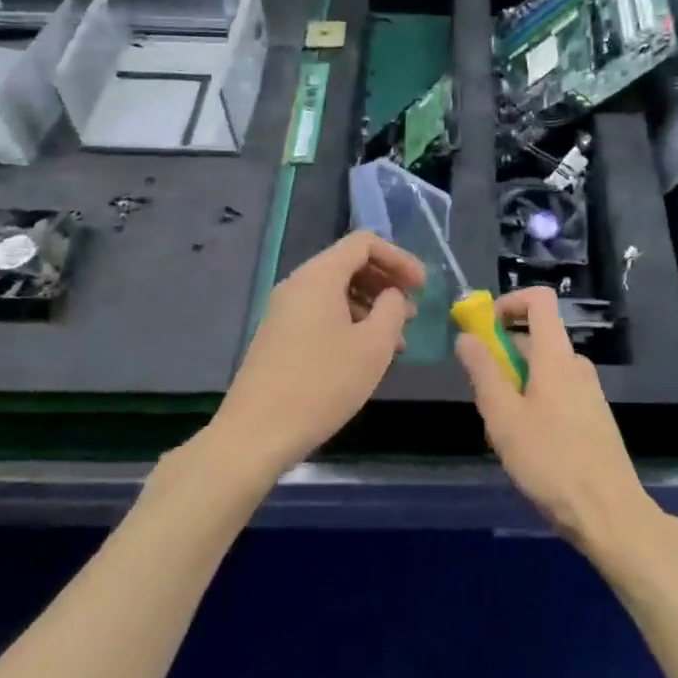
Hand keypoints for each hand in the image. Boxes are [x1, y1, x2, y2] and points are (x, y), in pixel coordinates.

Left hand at [210, 231, 423, 476]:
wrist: (255, 434)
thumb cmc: (322, 385)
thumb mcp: (373, 346)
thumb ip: (392, 309)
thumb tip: (393, 296)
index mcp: (319, 276)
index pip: (364, 243)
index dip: (399, 258)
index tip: (422, 287)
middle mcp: (298, 284)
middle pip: (349, 264)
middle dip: (386, 282)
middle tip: (412, 312)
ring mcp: (284, 311)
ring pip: (336, 291)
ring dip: (370, 306)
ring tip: (395, 340)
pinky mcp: (278, 336)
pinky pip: (321, 313)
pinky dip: (349, 321)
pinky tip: (365, 355)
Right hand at [457, 286, 662, 559]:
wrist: (610, 514)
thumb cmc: (551, 461)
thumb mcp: (504, 418)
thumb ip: (483, 372)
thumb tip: (467, 336)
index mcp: (556, 356)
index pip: (539, 300)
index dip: (509, 302)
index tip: (483, 329)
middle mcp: (576, 364)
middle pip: (536, 338)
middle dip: (503, 356)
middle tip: (483, 398)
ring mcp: (589, 391)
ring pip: (544, 371)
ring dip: (516, 386)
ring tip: (502, 432)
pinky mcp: (593, 417)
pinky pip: (557, 393)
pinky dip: (535, 403)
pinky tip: (527, 447)